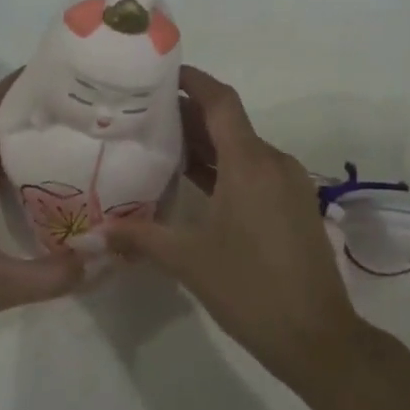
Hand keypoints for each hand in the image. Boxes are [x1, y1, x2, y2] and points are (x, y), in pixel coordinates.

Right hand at [108, 67, 370, 384]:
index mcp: (250, 163)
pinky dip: (225, 167)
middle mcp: (273, 162)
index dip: (193, 80)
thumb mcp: (188, 260)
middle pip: (229, 123)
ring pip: (242, 148)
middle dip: (189, 114)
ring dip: (207, 143)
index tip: (161, 72)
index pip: (220, 101)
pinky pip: (255, 171)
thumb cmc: (250, 288)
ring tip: (161, 144)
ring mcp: (288, 184)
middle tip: (144, 113)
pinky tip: (196, 183)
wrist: (318, 337)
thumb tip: (91, 235)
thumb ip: (139, 237)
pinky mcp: (294, 205)